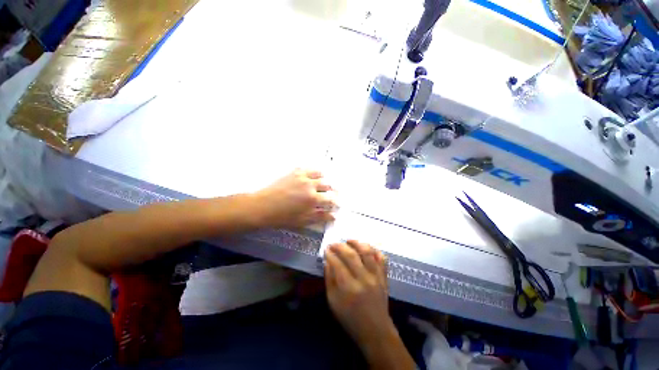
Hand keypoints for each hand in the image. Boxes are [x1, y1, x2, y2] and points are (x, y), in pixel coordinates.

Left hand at [252, 169, 334, 228]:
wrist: (262, 206)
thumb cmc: (282, 217)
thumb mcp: (302, 221)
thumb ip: (319, 217)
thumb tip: (334, 216)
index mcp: (313, 198)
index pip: (331, 199)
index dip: (336, 202)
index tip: (337, 204)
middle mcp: (310, 185)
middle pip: (328, 184)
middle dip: (331, 190)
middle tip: (330, 194)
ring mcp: (302, 176)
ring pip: (319, 173)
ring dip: (323, 179)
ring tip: (321, 184)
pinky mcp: (294, 172)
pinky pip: (307, 168)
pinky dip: (312, 172)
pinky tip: (311, 177)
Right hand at [325, 240, 392, 347]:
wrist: (375, 330)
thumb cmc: (350, 318)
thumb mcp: (333, 302)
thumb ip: (329, 280)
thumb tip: (327, 261)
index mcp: (349, 289)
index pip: (337, 264)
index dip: (330, 254)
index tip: (326, 249)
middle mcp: (364, 279)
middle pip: (351, 255)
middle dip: (340, 246)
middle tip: (334, 244)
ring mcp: (376, 276)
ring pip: (367, 252)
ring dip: (357, 243)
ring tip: (349, 240)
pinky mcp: (384, 276)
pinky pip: (382, 258)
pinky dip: (374, 250)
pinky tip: (366, 248)